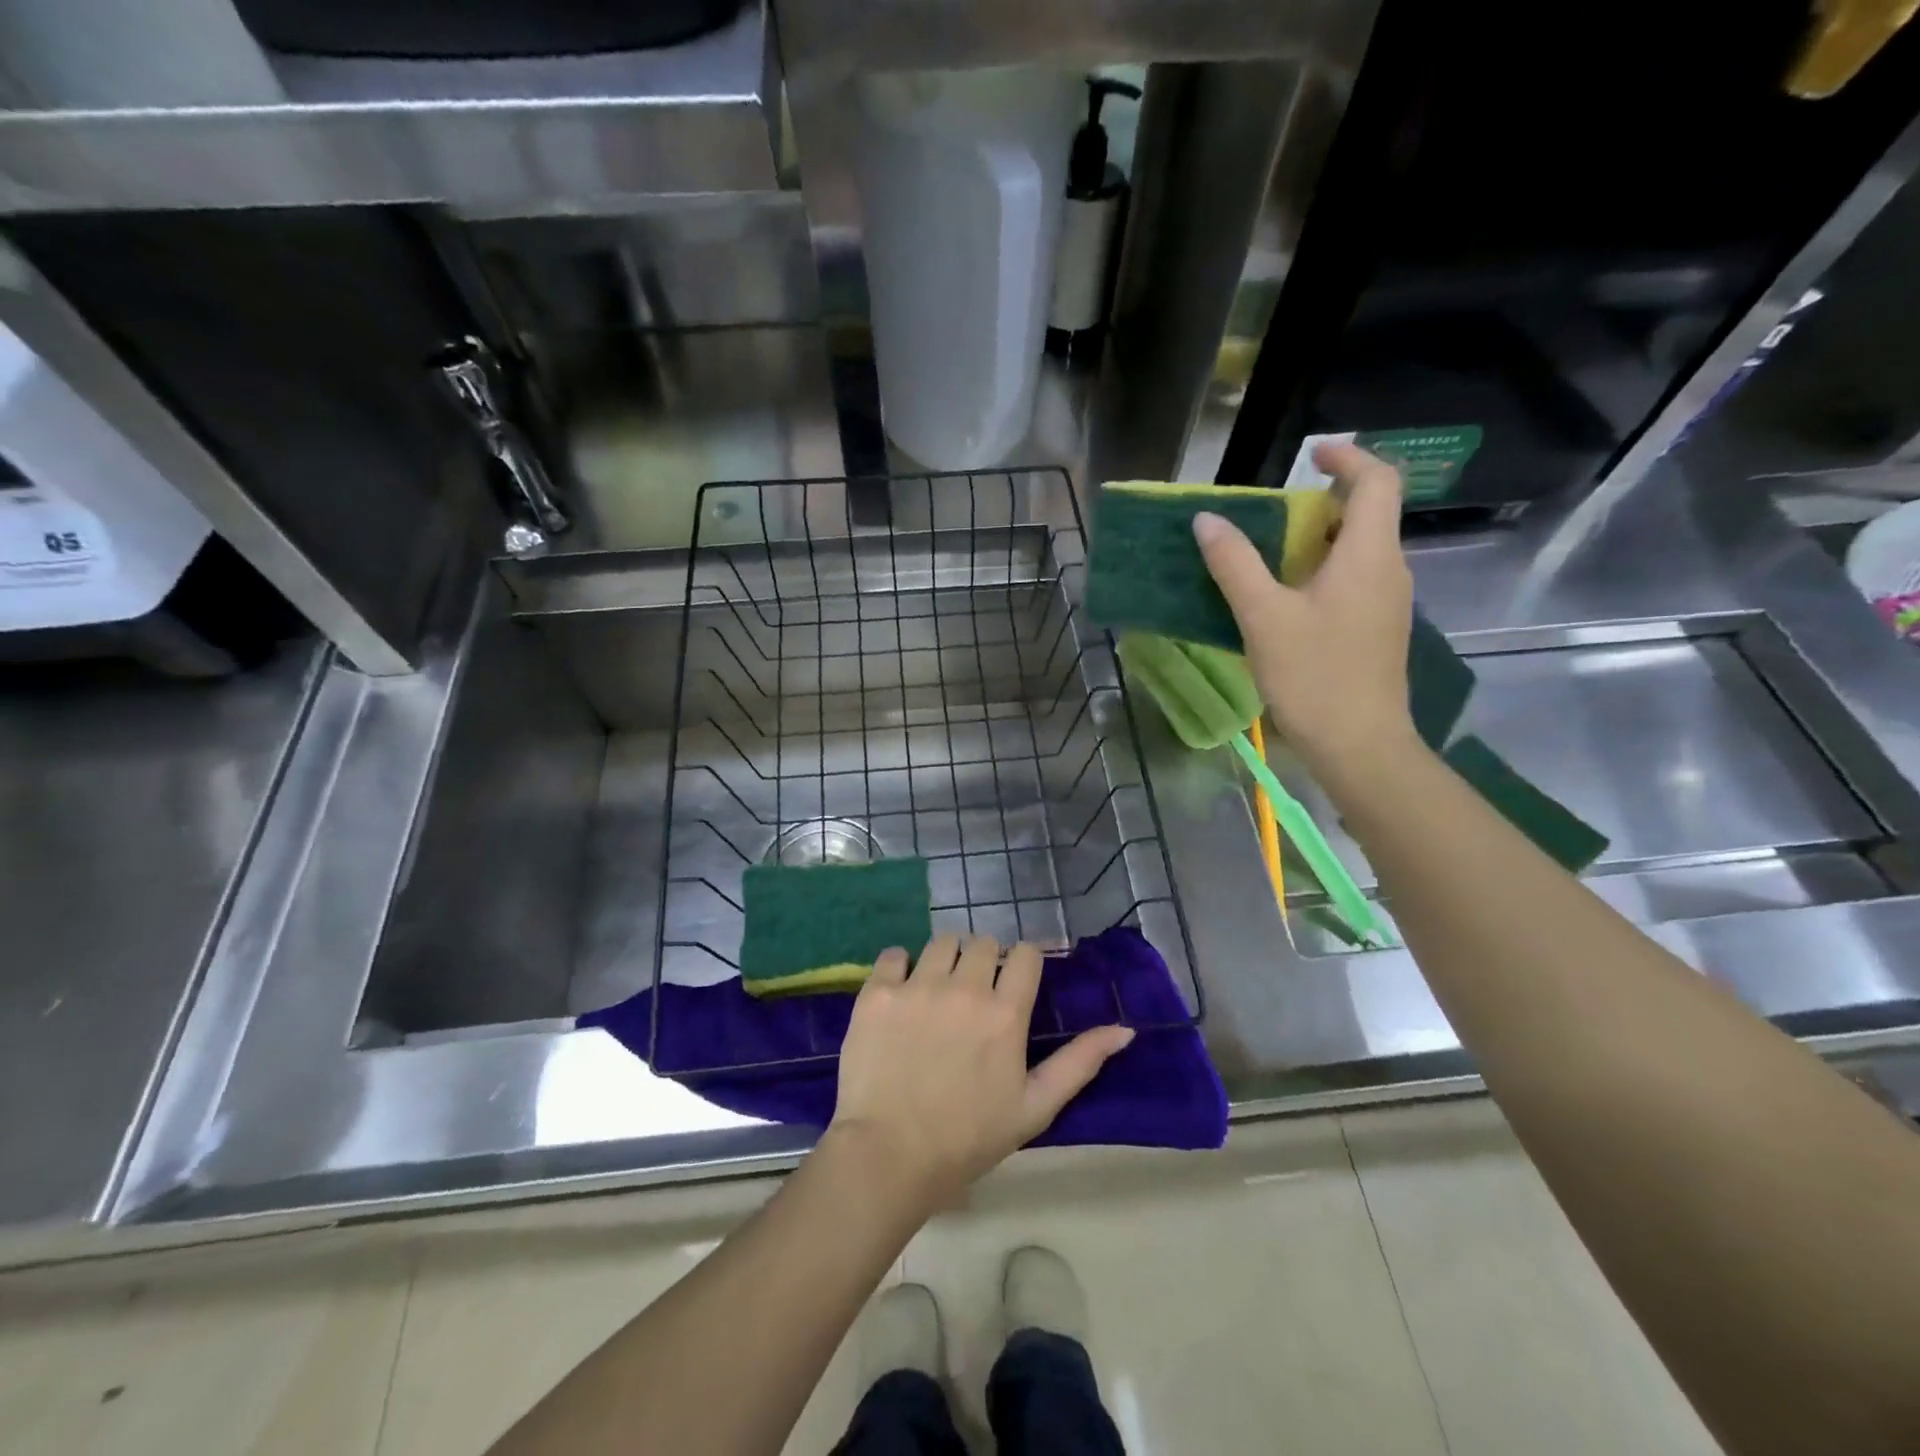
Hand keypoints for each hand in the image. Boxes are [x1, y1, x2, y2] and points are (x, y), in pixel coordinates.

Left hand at [827, 933, 1133, 1213]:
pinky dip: (900, 966)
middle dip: (985, 960)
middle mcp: (964, 987)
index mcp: (1005, 1013)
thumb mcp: (1035, 1107)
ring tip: (938, 992)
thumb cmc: (968, 1138)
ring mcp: (917, 986)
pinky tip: (901, 994)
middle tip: (974, 995)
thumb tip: (1125, 1030)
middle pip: (983, 943)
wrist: (888, 1156)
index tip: (1015, 981)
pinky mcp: (877, 992)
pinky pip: (894, 954)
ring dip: (946, 959)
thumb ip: (1080, 1063)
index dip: (1023, 963)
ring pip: (941, 942)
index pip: (1025, 953)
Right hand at [1193, 442, 1418, 783]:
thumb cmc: (1314, 676)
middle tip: (1271, 513)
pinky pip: (1353, 581)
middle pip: (1367, 514)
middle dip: (1321, 502)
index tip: (1309, 455)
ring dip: (1317, 541)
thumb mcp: (1264, 617)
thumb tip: (1207, 520)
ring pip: (1358, 551)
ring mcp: (1387, 603)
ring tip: (1267, 555)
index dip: (1348, 457)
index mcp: (1370, 555)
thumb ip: (1235, 564)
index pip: (1378, 481)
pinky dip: (1321, 573)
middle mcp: (1389, 570)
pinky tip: (1283, 602)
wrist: (1360, 745)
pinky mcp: (1376, 630)